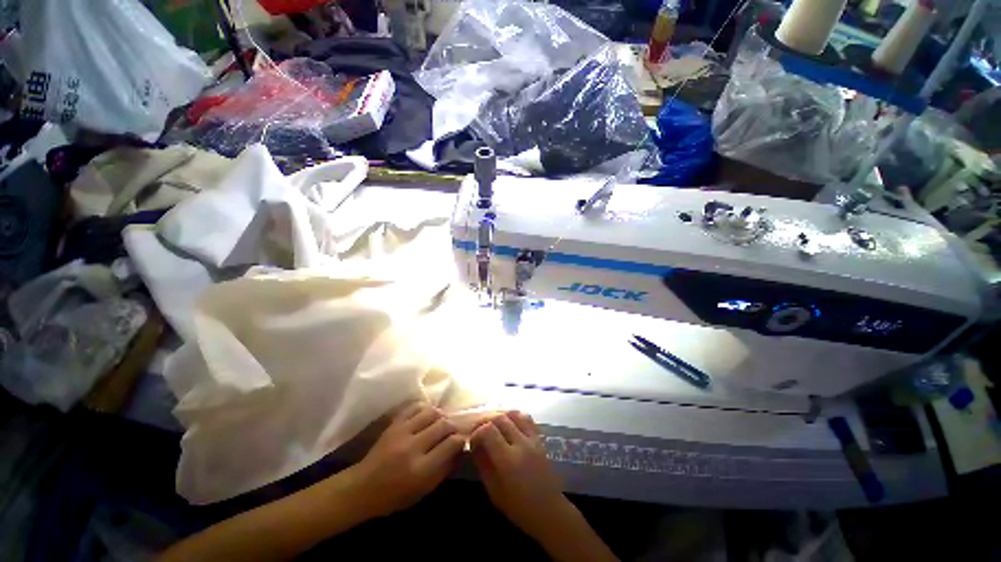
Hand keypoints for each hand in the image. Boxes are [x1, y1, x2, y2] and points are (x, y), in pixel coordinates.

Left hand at [351, 402, 464, 517]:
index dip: (462, 439)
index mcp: (421, 469)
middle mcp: (413, 447)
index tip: (464, 439)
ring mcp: (402, 432)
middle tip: (455, 430)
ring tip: (442, 422)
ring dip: (441, 416)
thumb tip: (462, 448)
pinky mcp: (394, 424)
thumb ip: (445, 468)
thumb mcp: (424, 490)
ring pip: (432, 412)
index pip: (451, 444)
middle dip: (454, 426)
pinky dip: (425, 408)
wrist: (362, 488)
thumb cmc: (395, 496)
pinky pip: (415, 407)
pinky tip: (428, 416)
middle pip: (444, 425)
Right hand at [470, 411, 569, 538]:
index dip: (477, 432)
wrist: (549, 511)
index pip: (488, 431)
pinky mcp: (540, 439)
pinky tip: (509, 424)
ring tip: (492, 425)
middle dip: (485, 421)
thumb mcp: (494, 491)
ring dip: (500, 415)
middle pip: (500, 418)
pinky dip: (515, 416)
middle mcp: (521, 444)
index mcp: (508, 460)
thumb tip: (474, 446)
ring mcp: (533, 439)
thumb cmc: (519, 507)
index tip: (472, 442)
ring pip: (514, 413)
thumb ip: (483, 465)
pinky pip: (527, 418)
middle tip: (478, 430)